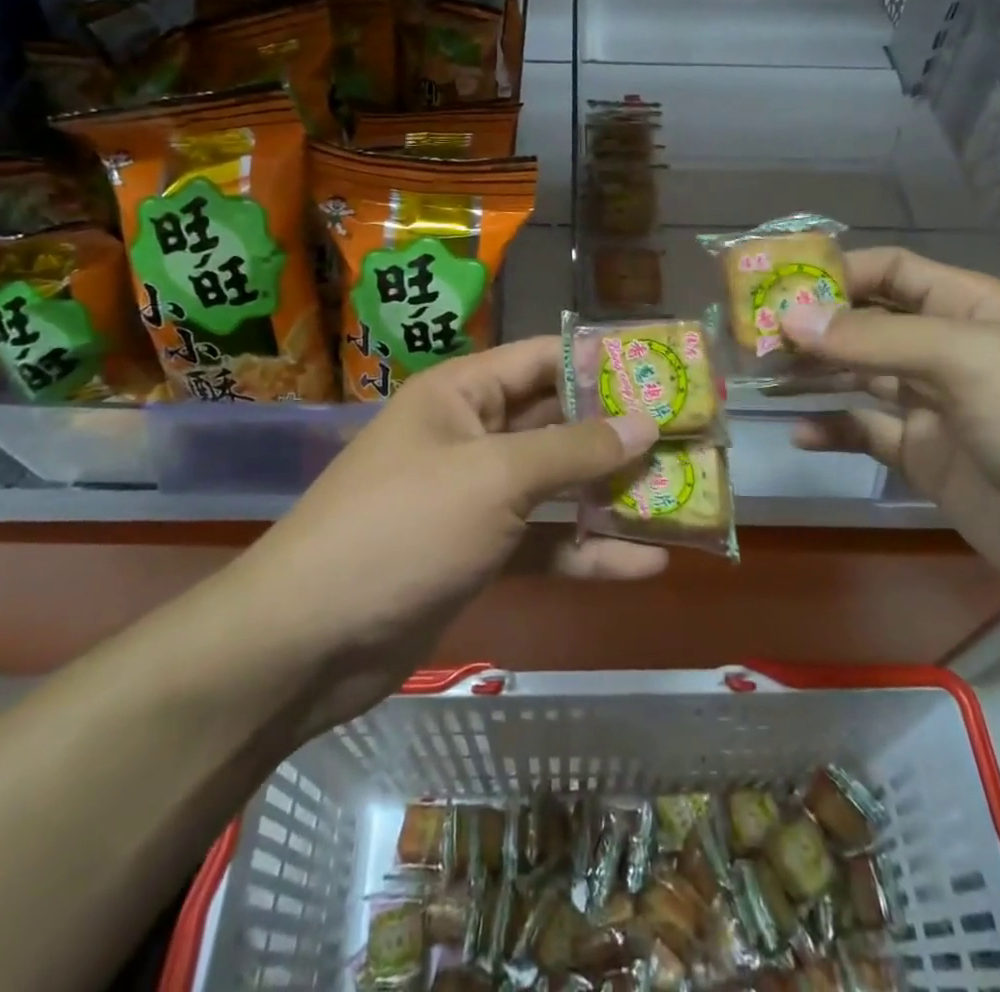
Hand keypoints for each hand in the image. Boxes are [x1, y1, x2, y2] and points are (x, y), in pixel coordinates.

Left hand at [238, 338, 663, 731]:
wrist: (309, 641)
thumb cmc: (401, 528)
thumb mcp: (494, 478)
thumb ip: (573, 451)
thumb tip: (646, 421)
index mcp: (464, 394)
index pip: (545, 357)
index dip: (604, 359)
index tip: (667, 366)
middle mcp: (472, 436)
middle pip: (559, 422)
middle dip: (620, 430)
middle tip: (690, 433)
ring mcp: (476, 498)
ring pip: (558, 485)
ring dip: (614, 493)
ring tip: (685, 494)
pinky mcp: (480, 553)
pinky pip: (545, 542)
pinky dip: (588, 551)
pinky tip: (646, 564)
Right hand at [784, 248, 999, 646]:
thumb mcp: (974, 365)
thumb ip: (878, 338)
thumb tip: (790, 317)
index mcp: (970, 309)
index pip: (889, 271)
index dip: (831, 272)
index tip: (768, 286)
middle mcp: (949, 351)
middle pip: (864, 323)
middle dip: (808, 325)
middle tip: (744, 337)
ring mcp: (939, 410)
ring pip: (858, 377)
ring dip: (810, 373)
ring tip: (754, 377)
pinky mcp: (932, 463)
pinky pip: (869, 434)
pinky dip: (834, 430)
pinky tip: (799, 434)